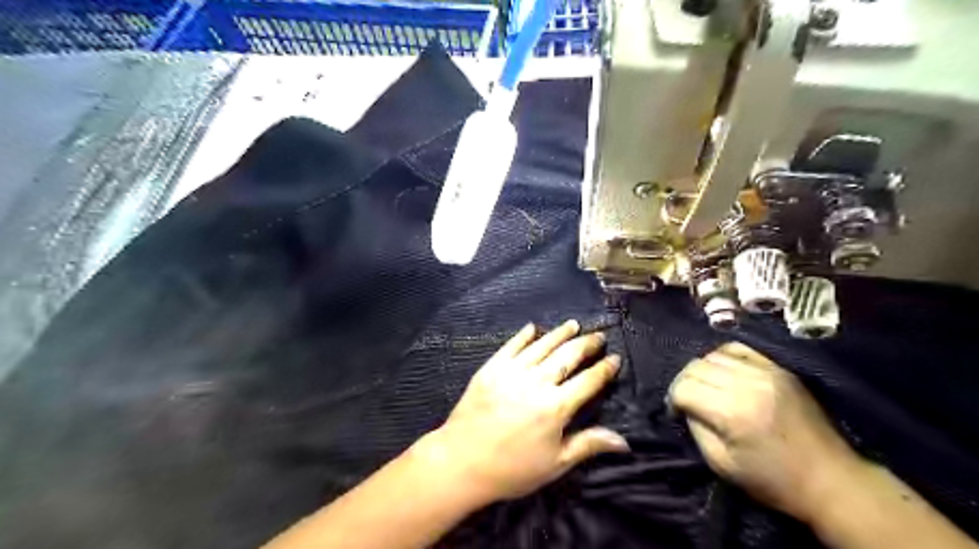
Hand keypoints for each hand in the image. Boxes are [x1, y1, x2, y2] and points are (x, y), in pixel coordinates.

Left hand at [420, 319, 627, 504]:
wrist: (461, 462)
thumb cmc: (512, 468)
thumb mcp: (555, 464)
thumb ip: (588, 445)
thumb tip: (624, 441)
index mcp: (556, 407)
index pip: (588, 381)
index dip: (604, 369)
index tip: (615, 358)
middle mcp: (537, 382)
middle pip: (567, 356)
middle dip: (586, 344)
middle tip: (599, 336)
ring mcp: (512, 372)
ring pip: (542, 346)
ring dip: (560, 334)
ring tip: (574, 325)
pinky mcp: (491, 368)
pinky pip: (511, 346)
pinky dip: (523, 335)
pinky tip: (533, 327)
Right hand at [669, 344, 857, 518]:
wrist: (832, 480)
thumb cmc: (773, 480)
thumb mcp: (722, 464)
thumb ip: (696, 429)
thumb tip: (686, 406)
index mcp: (731, 413)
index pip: (683, 388)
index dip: (673, 399)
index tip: (677, 413)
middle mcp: (747, 385)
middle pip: (695, 367)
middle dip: (684, 383)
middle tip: (687, 400)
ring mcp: (766, 372)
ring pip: (713, 355)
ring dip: (702, 370)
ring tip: (706, 388)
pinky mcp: (779, 369)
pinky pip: (738, 349)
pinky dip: (723, 357)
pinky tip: (724, 373)